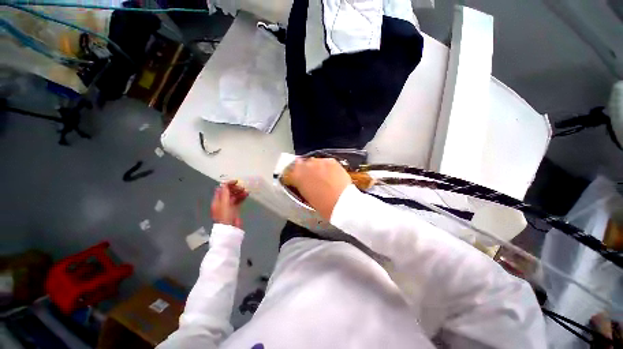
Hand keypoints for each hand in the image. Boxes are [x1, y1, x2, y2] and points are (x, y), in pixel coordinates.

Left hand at [211, 181, 248, 227]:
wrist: (230, 228)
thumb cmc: (225, 215)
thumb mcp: (224, 203)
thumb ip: (225, 193)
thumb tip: (225, 184)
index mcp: (217, 200)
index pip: (222, 189)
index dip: (228, 184)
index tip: (236, 182)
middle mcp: (222, 202)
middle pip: (228, 192)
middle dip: (235, 188)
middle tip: (242, 188)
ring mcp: (229, 205)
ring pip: (234, 196)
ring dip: (240, 192)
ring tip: (246, 191)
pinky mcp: (235, 209)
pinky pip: (238, 200)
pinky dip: (242, 197)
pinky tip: (247, 195)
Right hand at [286, 158, 351, 219]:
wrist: (342, 202)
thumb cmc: (323, 206)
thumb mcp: (306, 197)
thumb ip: (301, 186)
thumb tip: (300, 182)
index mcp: (297, 176)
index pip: (288, 172)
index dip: (291, 176)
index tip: (293, 179)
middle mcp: (306, 165)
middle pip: (300, 164)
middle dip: (303, 170)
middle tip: (308, 177)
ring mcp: (319, 161)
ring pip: (313, 161)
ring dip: (314, 167)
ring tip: (320, 175)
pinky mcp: (331, 161)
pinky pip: (325, 162)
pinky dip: (325, 167)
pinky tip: (330, 174)